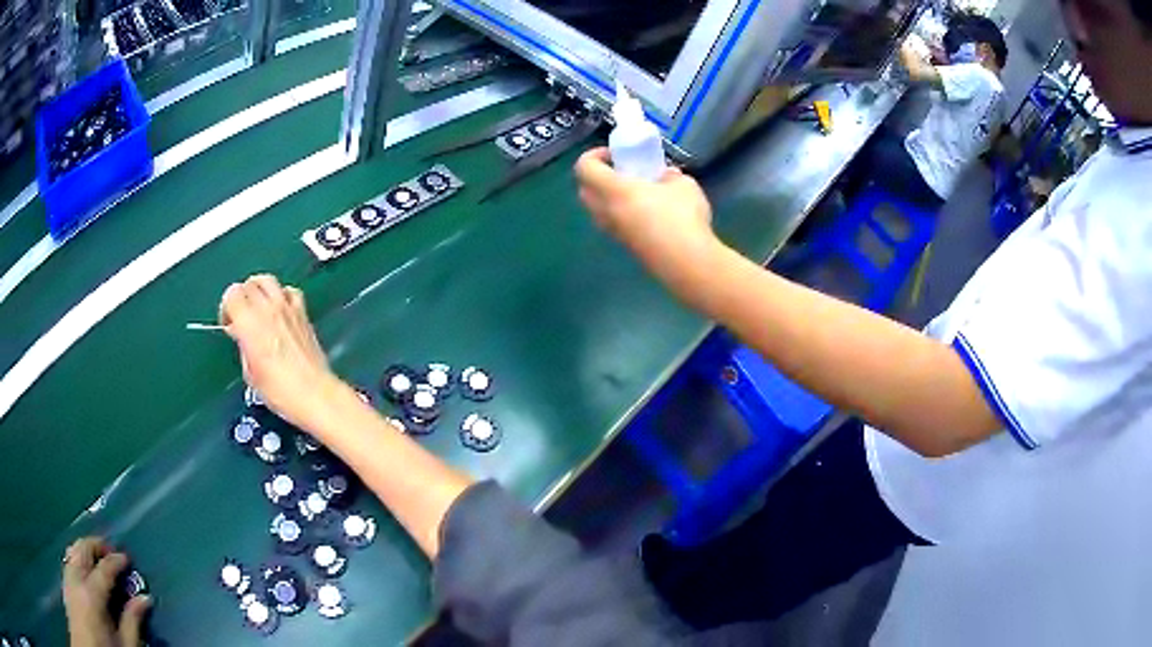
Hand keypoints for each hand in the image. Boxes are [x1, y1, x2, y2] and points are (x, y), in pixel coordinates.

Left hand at [62, 538, 150, 646]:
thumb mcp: (126, 646)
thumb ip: (133, 622)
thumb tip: (144, 600)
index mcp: (91, 593)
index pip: (104, 568)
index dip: (116, 561)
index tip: (126, 558)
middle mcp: (75, 578)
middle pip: (82, 549)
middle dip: (96, 545)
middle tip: (110, 551)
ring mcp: (66, 578)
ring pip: (72, 552)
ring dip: (85, 551)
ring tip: (97, 559)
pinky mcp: (63, 582)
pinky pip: (68, 562)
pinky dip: (77, 560)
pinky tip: (85, 573)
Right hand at [219, 274, 340, 430]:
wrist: (314, 394)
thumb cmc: (280, 391)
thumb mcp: (250, 373)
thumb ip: (243, 346)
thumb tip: (242, 335)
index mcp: (249, 323)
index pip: (232, 294)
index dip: (227, 307)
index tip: (229, 324)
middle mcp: (268, 309)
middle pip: (248, 284)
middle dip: (241, 297)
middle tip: (241, 317)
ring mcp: (288, 308)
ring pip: (268, 280)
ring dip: (259, 290)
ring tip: (258, 308)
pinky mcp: (303, 313)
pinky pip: (290, 291)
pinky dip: (282, 295)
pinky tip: (280, 310)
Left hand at [575, 147, 716, 267]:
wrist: (687, 262)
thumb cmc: (681, 216)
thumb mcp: (683, 184)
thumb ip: (670, 175)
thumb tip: (667, 176)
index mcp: (613, 191)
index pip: (584, 167)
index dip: (593, 155)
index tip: (614, 154)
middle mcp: (606, 212)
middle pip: (585, 191)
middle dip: (597, 178)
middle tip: (621, 173)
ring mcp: (615, 233)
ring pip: (599, 211)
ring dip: (610, 199)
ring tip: (639, 194)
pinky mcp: (627, 248)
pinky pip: (615, 225)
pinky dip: (623, 215)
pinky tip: (651, 215)